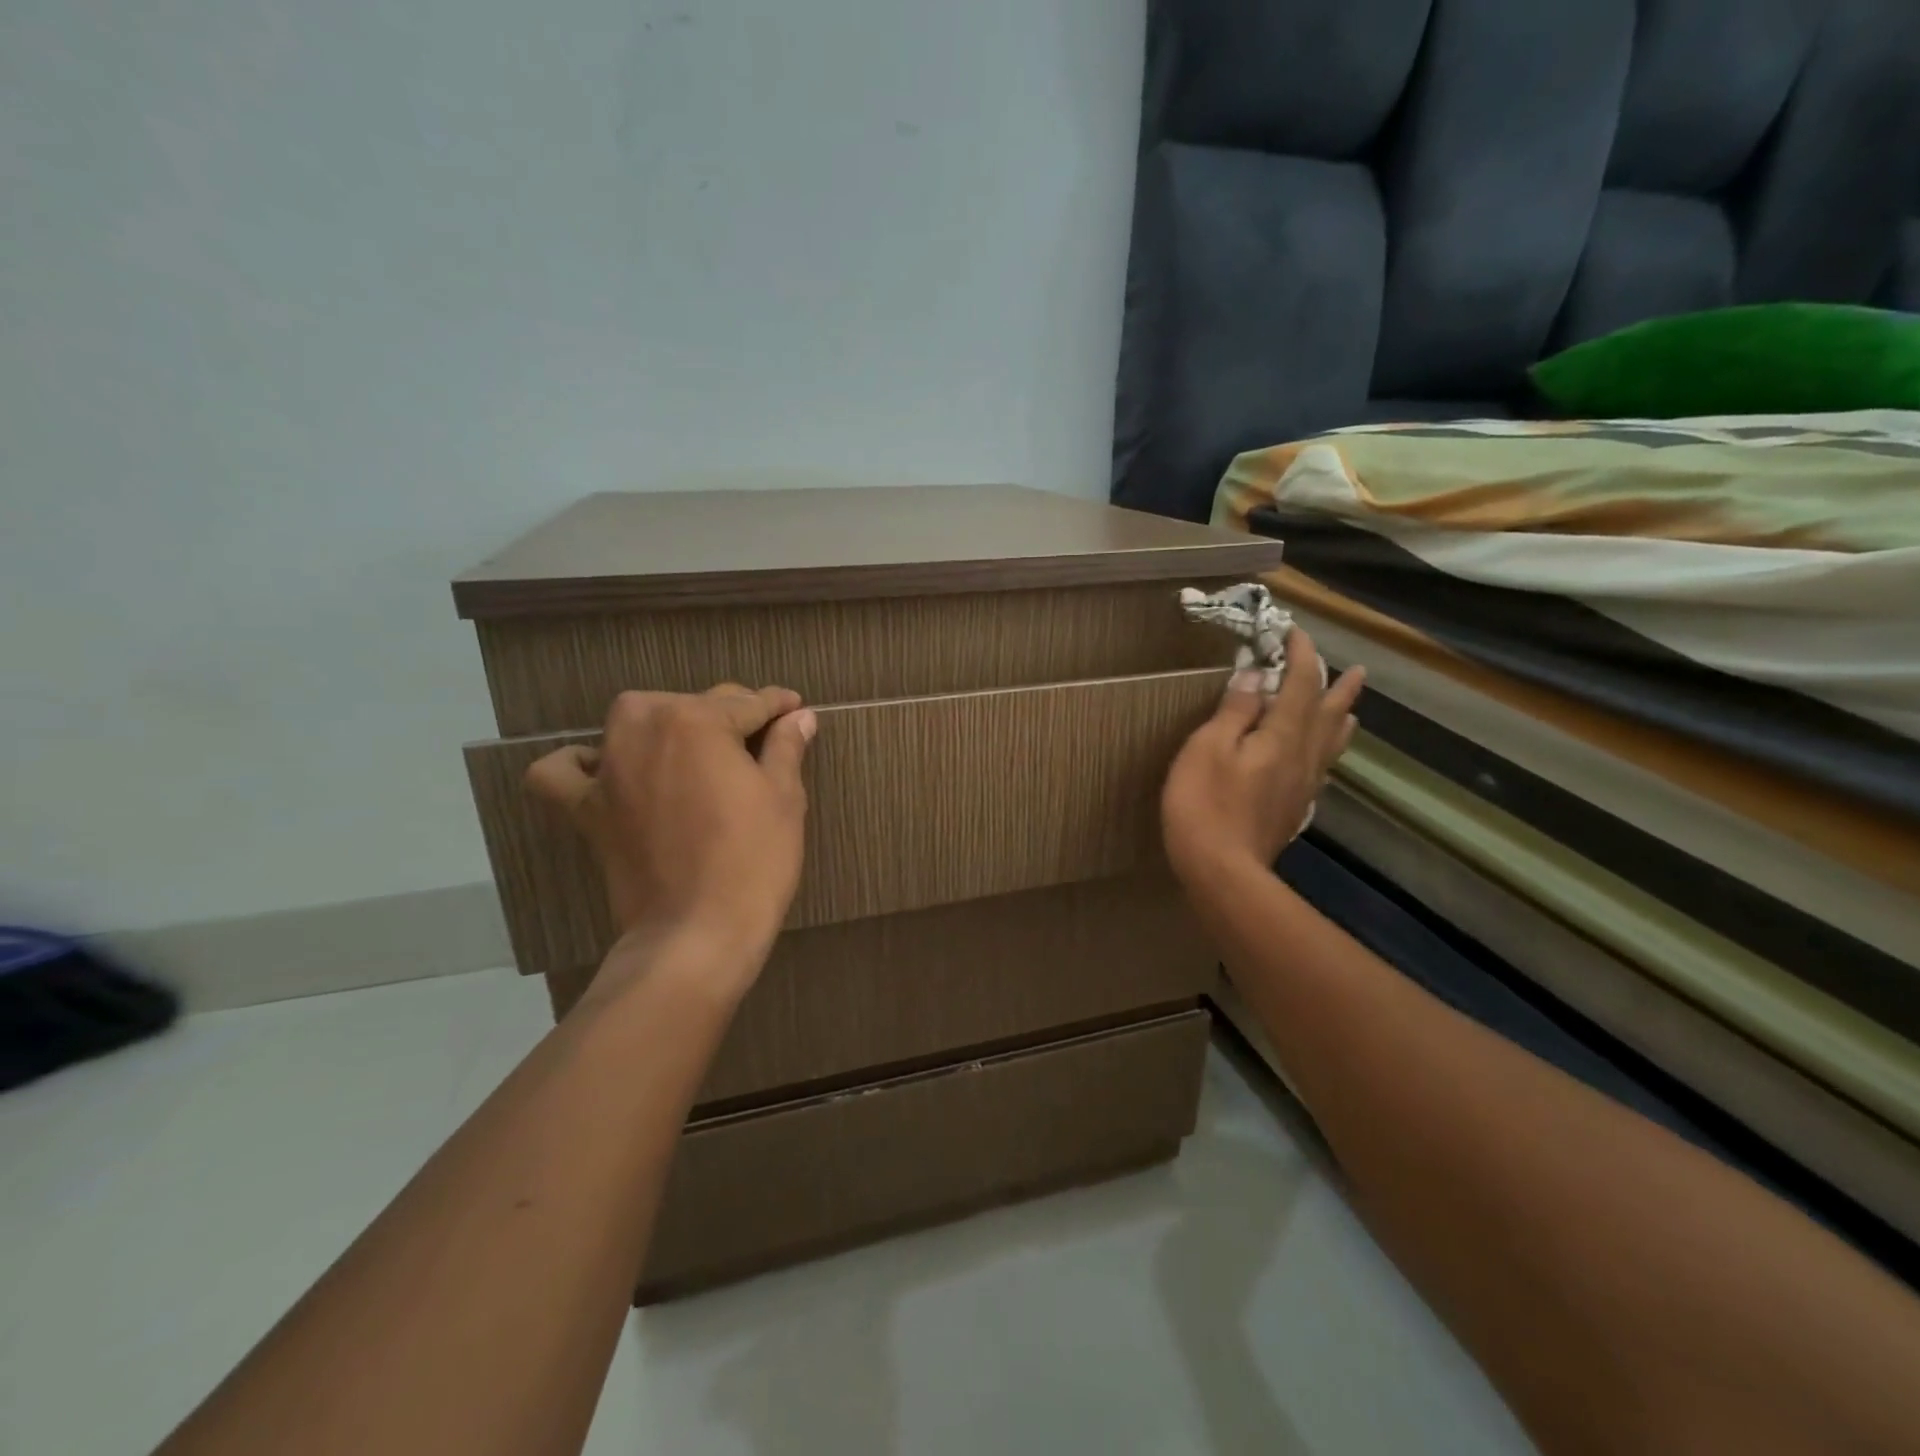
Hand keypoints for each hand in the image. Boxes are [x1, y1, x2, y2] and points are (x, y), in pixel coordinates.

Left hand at [526, 685, 815, 987]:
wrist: (697, 933)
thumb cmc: (753, 860)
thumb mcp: (784, 798)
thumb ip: (786, 747)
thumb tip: (799, 716)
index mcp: (696, 720)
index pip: (747, 703)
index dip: (778, 706)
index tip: (796, 709)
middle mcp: (643, 729)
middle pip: (693, 705)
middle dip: (730, 715)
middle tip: (760, 742)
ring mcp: (608, 768)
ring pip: (637, 721)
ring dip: (668, 724)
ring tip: (697, 750)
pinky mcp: (585, 808)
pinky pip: (563, 772)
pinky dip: (580, 763)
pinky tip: (607, 768)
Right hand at [1162, 629, 1364, 885]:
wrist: (1222, 872)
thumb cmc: (1205, 804)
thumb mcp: (1209, 748)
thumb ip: (1235, 711)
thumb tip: (1255, 675)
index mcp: (1283, 736)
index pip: (1300, 684)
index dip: (1301, 655)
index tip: (1295, 631)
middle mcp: (1303, 757)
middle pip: (1327, 715)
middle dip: (1338, 688)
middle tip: (1357, 670)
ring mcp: (1301, 787)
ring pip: (1330, 745)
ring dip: (1341, 720)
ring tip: (1350, 710)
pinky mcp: (1293, 810)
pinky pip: (1320, 769)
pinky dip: (1326, 752)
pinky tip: (1320, 760)